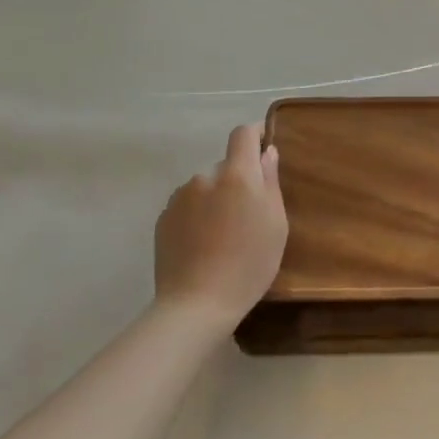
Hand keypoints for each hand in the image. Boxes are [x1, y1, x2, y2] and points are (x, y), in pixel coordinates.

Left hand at [154, 124, 288, 333]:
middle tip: (248, 212)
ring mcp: (180, 198)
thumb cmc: (248, 264)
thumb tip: (266, 153)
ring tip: (223, 234)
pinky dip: (197, 216)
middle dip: (237, 180)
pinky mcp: (163, 219)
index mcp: (236, 175)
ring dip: (215, 198)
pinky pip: (187, 206)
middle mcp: (205, 177)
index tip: (264, 144)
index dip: (255, 134)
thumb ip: (270, 182)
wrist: (196, 305)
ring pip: (205, 187)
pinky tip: (203, 244)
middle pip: (225, 166)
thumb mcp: (275, 223)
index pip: (242, 134)